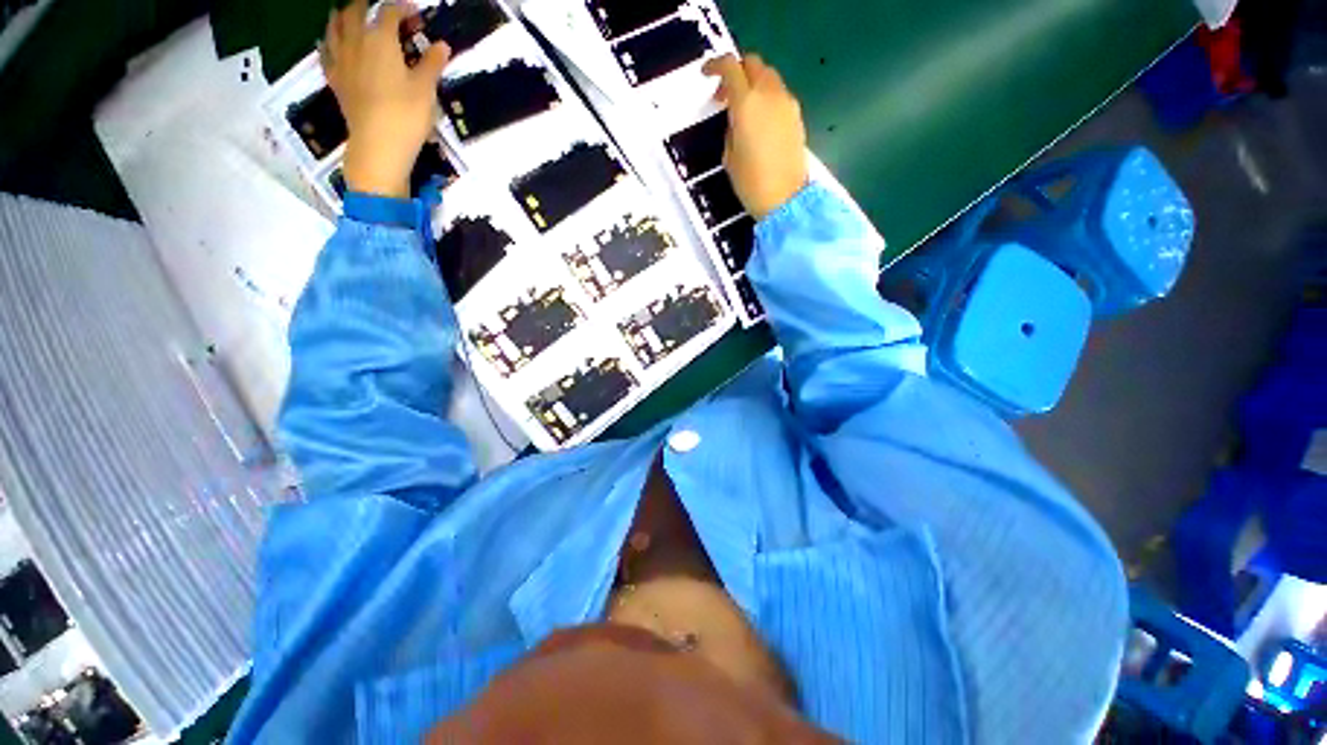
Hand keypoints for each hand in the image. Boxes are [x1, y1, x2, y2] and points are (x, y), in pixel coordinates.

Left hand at [321, 0, 450, 198]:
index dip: (403, 9)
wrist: (378, 145)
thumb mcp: (426, 89)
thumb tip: (442, 45)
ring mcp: (341, 60)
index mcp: (380, 39)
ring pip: (334, 27)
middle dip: (368, 5)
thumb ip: (432, 64)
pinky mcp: (335, 80)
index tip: (416, 13)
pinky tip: (331, 43)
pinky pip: (326, 53)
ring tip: (350, 15)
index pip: (389, 12)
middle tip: (382, 11)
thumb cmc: (406, 115)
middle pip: (355, 12)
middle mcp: (356, 42)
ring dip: (342, 16)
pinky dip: (329, 42)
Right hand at [702, 54, 807, 219]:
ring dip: (754, 83)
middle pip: (753, 64)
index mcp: (746, 104)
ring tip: (744, 109)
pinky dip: (767, 97)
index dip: (716, 65)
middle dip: (737, 72)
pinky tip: (760, 120)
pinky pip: (779, 94)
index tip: (707, 73)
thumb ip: (731, 129)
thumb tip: (736, 119)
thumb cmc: (751, 183)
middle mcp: (769, 95)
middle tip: (725, 95)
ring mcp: (786, 103)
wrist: (785, 198)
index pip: (731, 68)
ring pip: (768, 77)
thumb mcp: (729, 157)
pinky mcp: (796, 116)